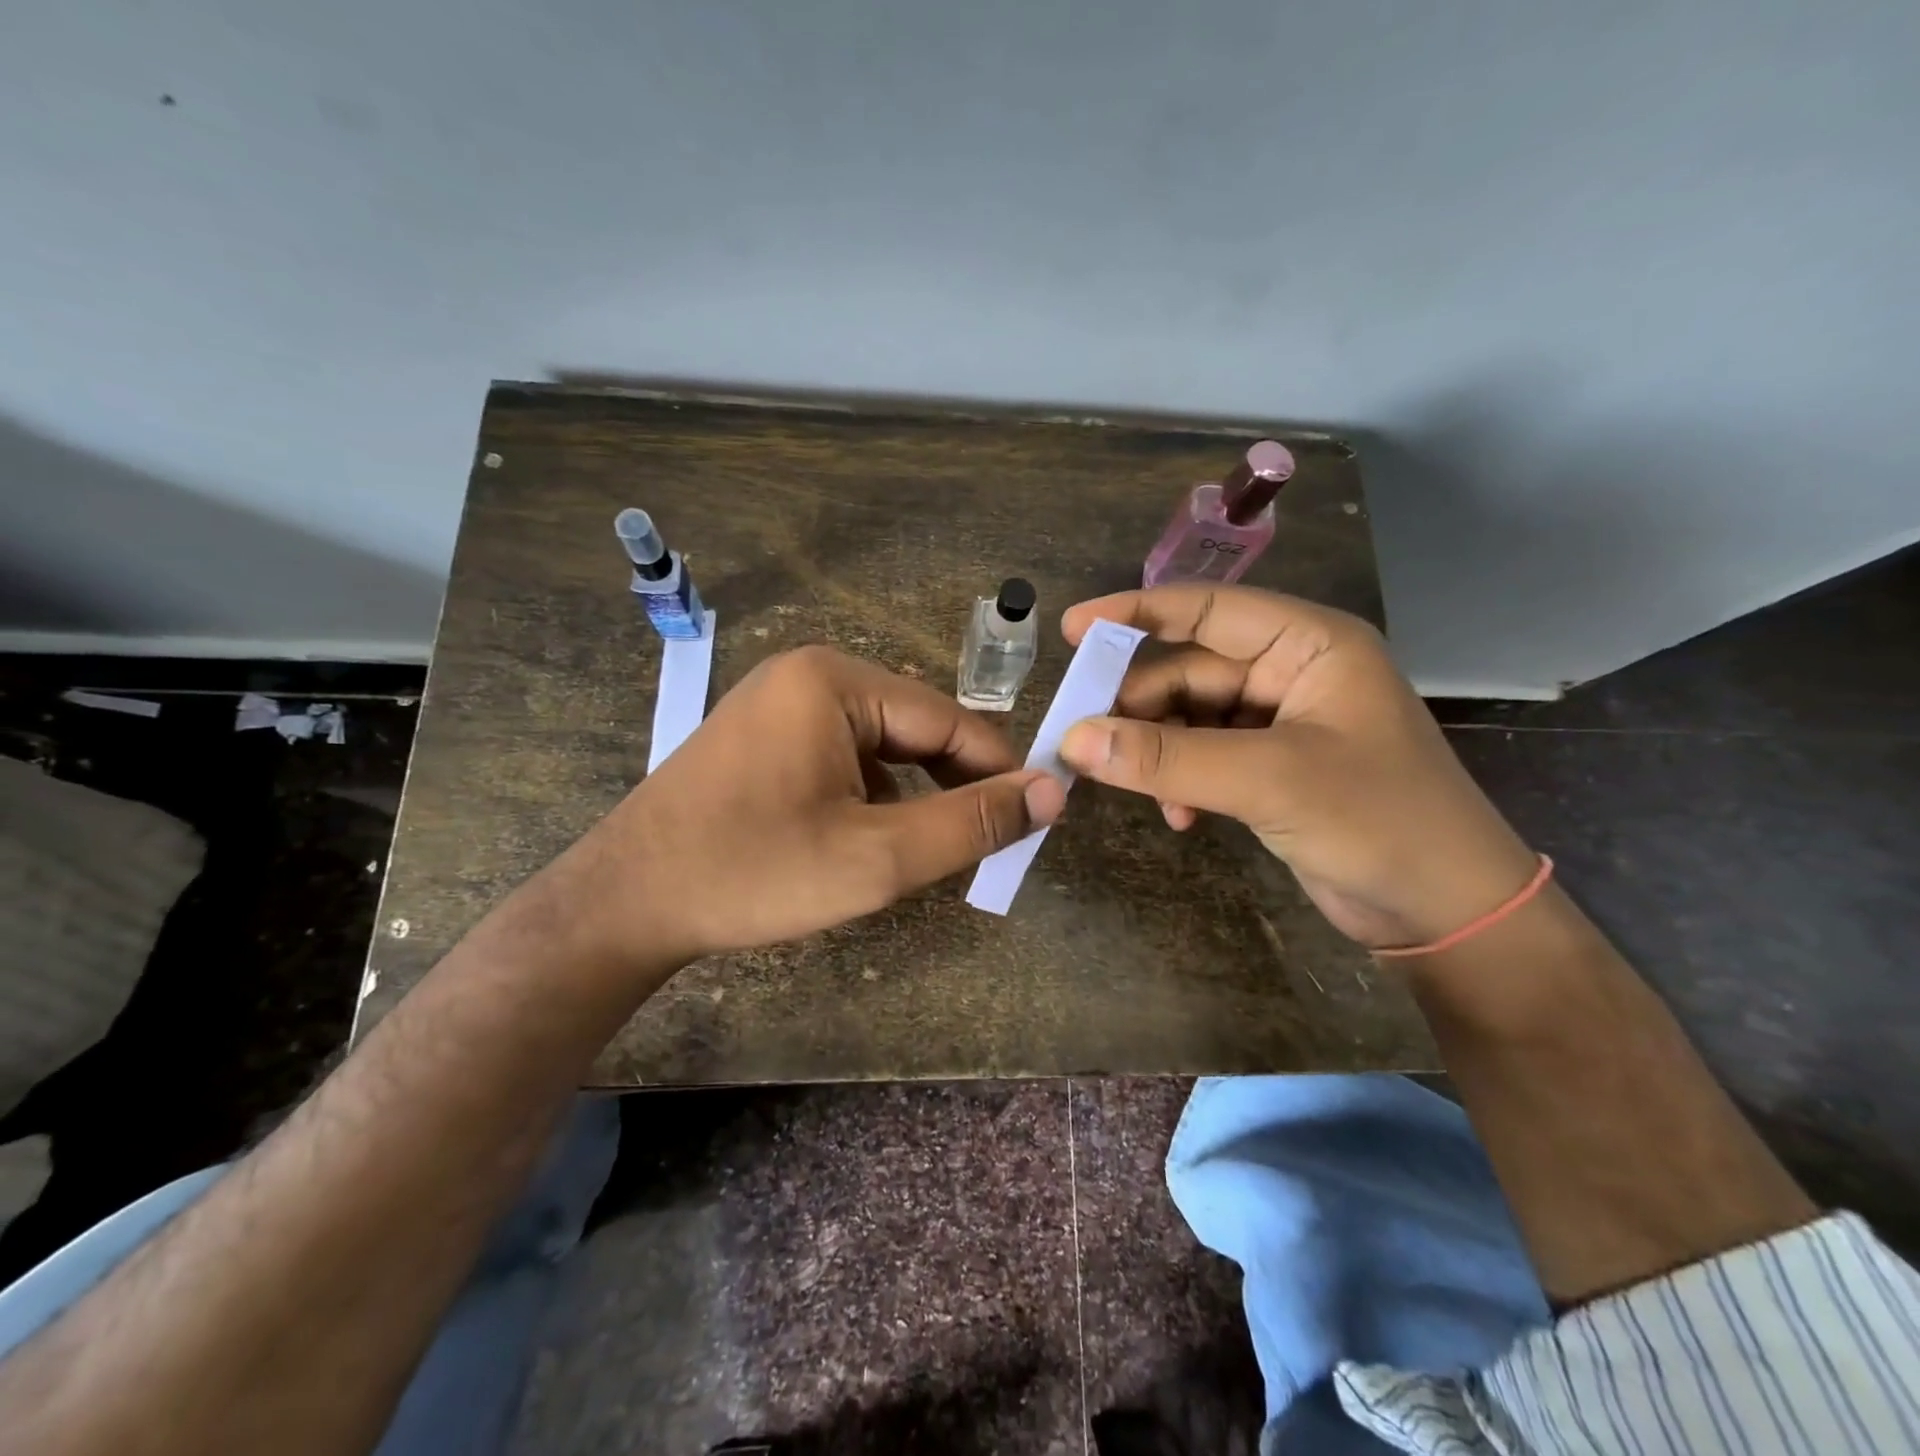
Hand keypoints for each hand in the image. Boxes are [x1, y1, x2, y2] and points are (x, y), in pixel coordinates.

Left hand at [562, 645, 1064, 967]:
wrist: (624, 903)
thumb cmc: (753, 873)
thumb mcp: (877, 858)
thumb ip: (970, 823)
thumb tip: (1052, 792)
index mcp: (836, 681)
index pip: (949, 719)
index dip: (998, 769)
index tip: (1036, 816)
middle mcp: (808, 675)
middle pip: (914, 727)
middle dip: (951, 784)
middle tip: (986, 842)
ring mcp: (778, 702)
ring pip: (879, 745)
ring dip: (911, 794)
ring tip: (926, 849)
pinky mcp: (762, 736)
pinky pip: (841, 755)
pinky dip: (869, 795)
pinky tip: (864, 839)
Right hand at [1058, 586, 1538, 949]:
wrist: (1449, 913)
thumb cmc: (1380, 821)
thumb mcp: (1269, 781)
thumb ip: (1168, 758)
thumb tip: (1073, 740)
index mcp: (1308, 644)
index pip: (1206, 610)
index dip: (1135, 614)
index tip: (1072, 630)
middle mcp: (1292, 673)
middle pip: (1188, 672)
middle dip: (1137, 708)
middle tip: (1083, 743)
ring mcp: (1280, 723)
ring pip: (1189, 720)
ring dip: (1157, 753)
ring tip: (1132, 787)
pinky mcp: (1271, 769)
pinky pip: (1203, 758)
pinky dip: (1181, 782)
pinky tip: (1179, 817)